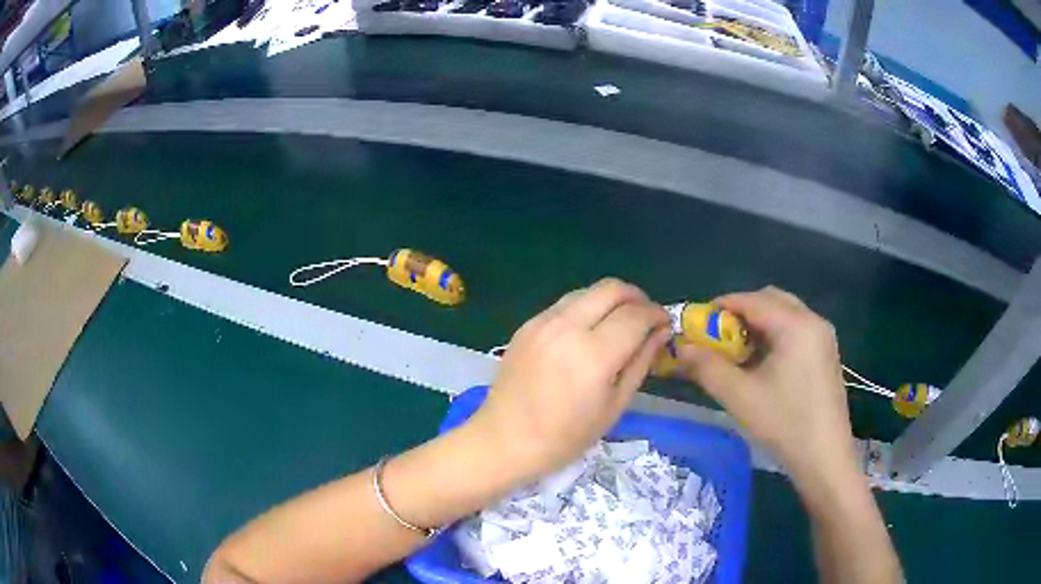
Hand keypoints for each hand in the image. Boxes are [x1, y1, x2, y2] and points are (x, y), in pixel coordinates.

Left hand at [468, 278, 670, 482]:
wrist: (504, 440)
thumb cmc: (564, 438)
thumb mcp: (614, 406)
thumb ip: (640, 362)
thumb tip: (661, 332)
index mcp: (594, 354)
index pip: (636, 315)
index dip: (657, 315)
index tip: (665, 323)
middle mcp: (567, 327)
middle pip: (612, 288)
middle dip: (637, 297)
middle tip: (646, 317)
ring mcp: (542, 322)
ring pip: (587, 291)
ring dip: (611, 299)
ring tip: (620, 323)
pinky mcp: (527, 325)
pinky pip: (565, 304)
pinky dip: (586, 308)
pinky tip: (589, 332)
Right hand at [677, 287, 858, 484]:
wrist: (825, 457)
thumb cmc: (784, 424)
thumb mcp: (740, 397)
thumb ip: (707, 367)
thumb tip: (681, 348)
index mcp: (795, 325)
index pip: (752, 300)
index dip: (722, 306)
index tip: (698, 322)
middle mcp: (813, 321)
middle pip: (771, 299)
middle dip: (741, 311)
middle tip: (719, 336)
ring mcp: (824, 337)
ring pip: (785, 313)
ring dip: (758, 323)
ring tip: (738, 351)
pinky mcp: (827, 353)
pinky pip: (796, 329)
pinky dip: (775, 334)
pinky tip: (763, 363)